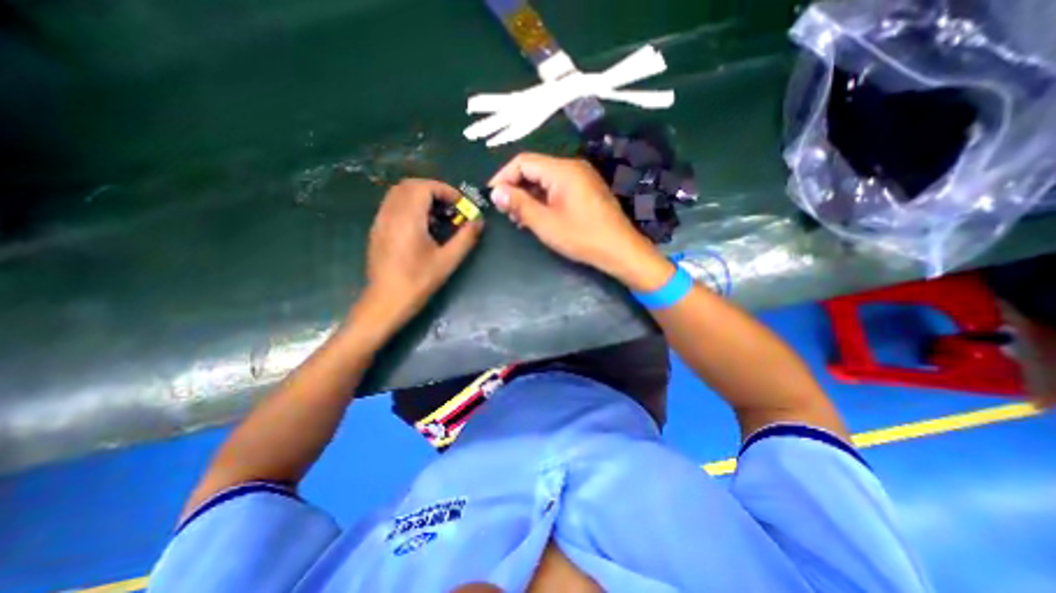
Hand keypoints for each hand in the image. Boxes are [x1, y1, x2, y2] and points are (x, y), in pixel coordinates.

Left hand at [359, 177, 481, 330]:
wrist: (385, 302)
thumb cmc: (418, 282)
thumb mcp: (448, 261)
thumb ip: (466, 238)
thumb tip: (479, 221)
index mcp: (408, 218)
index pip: (424, 187)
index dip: (445, 190)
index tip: (461, 205)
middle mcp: (390, 214)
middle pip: (410, 185)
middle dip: (434, 191)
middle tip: (451, 207)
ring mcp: (380, 221)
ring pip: (399, 194)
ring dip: (421, 197)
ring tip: (438, 216)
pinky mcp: (377, 230)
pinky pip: (393, 206)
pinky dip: (410, 206)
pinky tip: (422, 227)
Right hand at [488, 152, 671, 291]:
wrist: (619, 250)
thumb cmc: (581, 237)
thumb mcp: (545, 223)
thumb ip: (519, 204)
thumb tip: (496, 192)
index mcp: (562, 170)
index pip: (523, 162)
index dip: (503, 177)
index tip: (492, 197)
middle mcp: (572, 167)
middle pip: (534, 169)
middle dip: (516, 188)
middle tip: (505, 211)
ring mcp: (581, 178)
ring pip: (545, 180)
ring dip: (529, 196)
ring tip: (518, 218)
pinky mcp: (586, 190)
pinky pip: (558, 188)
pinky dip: (543, 200)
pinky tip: (537, 217)